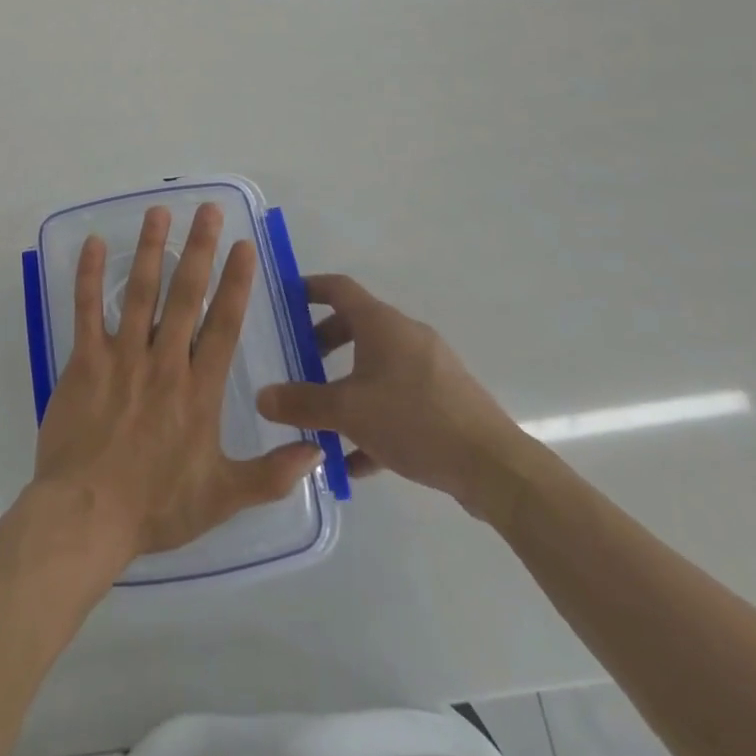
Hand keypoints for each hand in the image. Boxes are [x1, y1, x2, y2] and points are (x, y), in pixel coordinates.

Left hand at [32, 202, 322, 560]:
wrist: (87, 516)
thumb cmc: (157, 507)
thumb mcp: (223, 498)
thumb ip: (271, 473)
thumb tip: (318, 448)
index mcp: (199, 390)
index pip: (224, 324)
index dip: (236, 282)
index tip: (244, 246)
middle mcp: (164, 362)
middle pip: (186, 295)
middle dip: (199, 249)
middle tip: (208, 210)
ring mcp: (122, 357)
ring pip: (140, 292)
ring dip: (152, 249)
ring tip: (159, 212)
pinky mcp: (84, 361)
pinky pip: (87, 309)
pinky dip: (90, 275)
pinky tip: (95, 244)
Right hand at [256, 273, 525, 516]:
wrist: (494, 467)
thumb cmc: (414, 419)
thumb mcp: (348, 411)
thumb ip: (301, 403)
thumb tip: (261, 396)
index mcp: (381, 324)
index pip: (338, 288)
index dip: (309, 288)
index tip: (285, 300)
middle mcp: (406, 336)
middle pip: (356, 328)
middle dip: (323, 345)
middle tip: (299, 365)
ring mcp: (430, 369)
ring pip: (376, 369)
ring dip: (347, 388)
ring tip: (322, 420)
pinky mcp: (445, 402)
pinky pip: (398, 401)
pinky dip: (373, 420)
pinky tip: (356, 461)